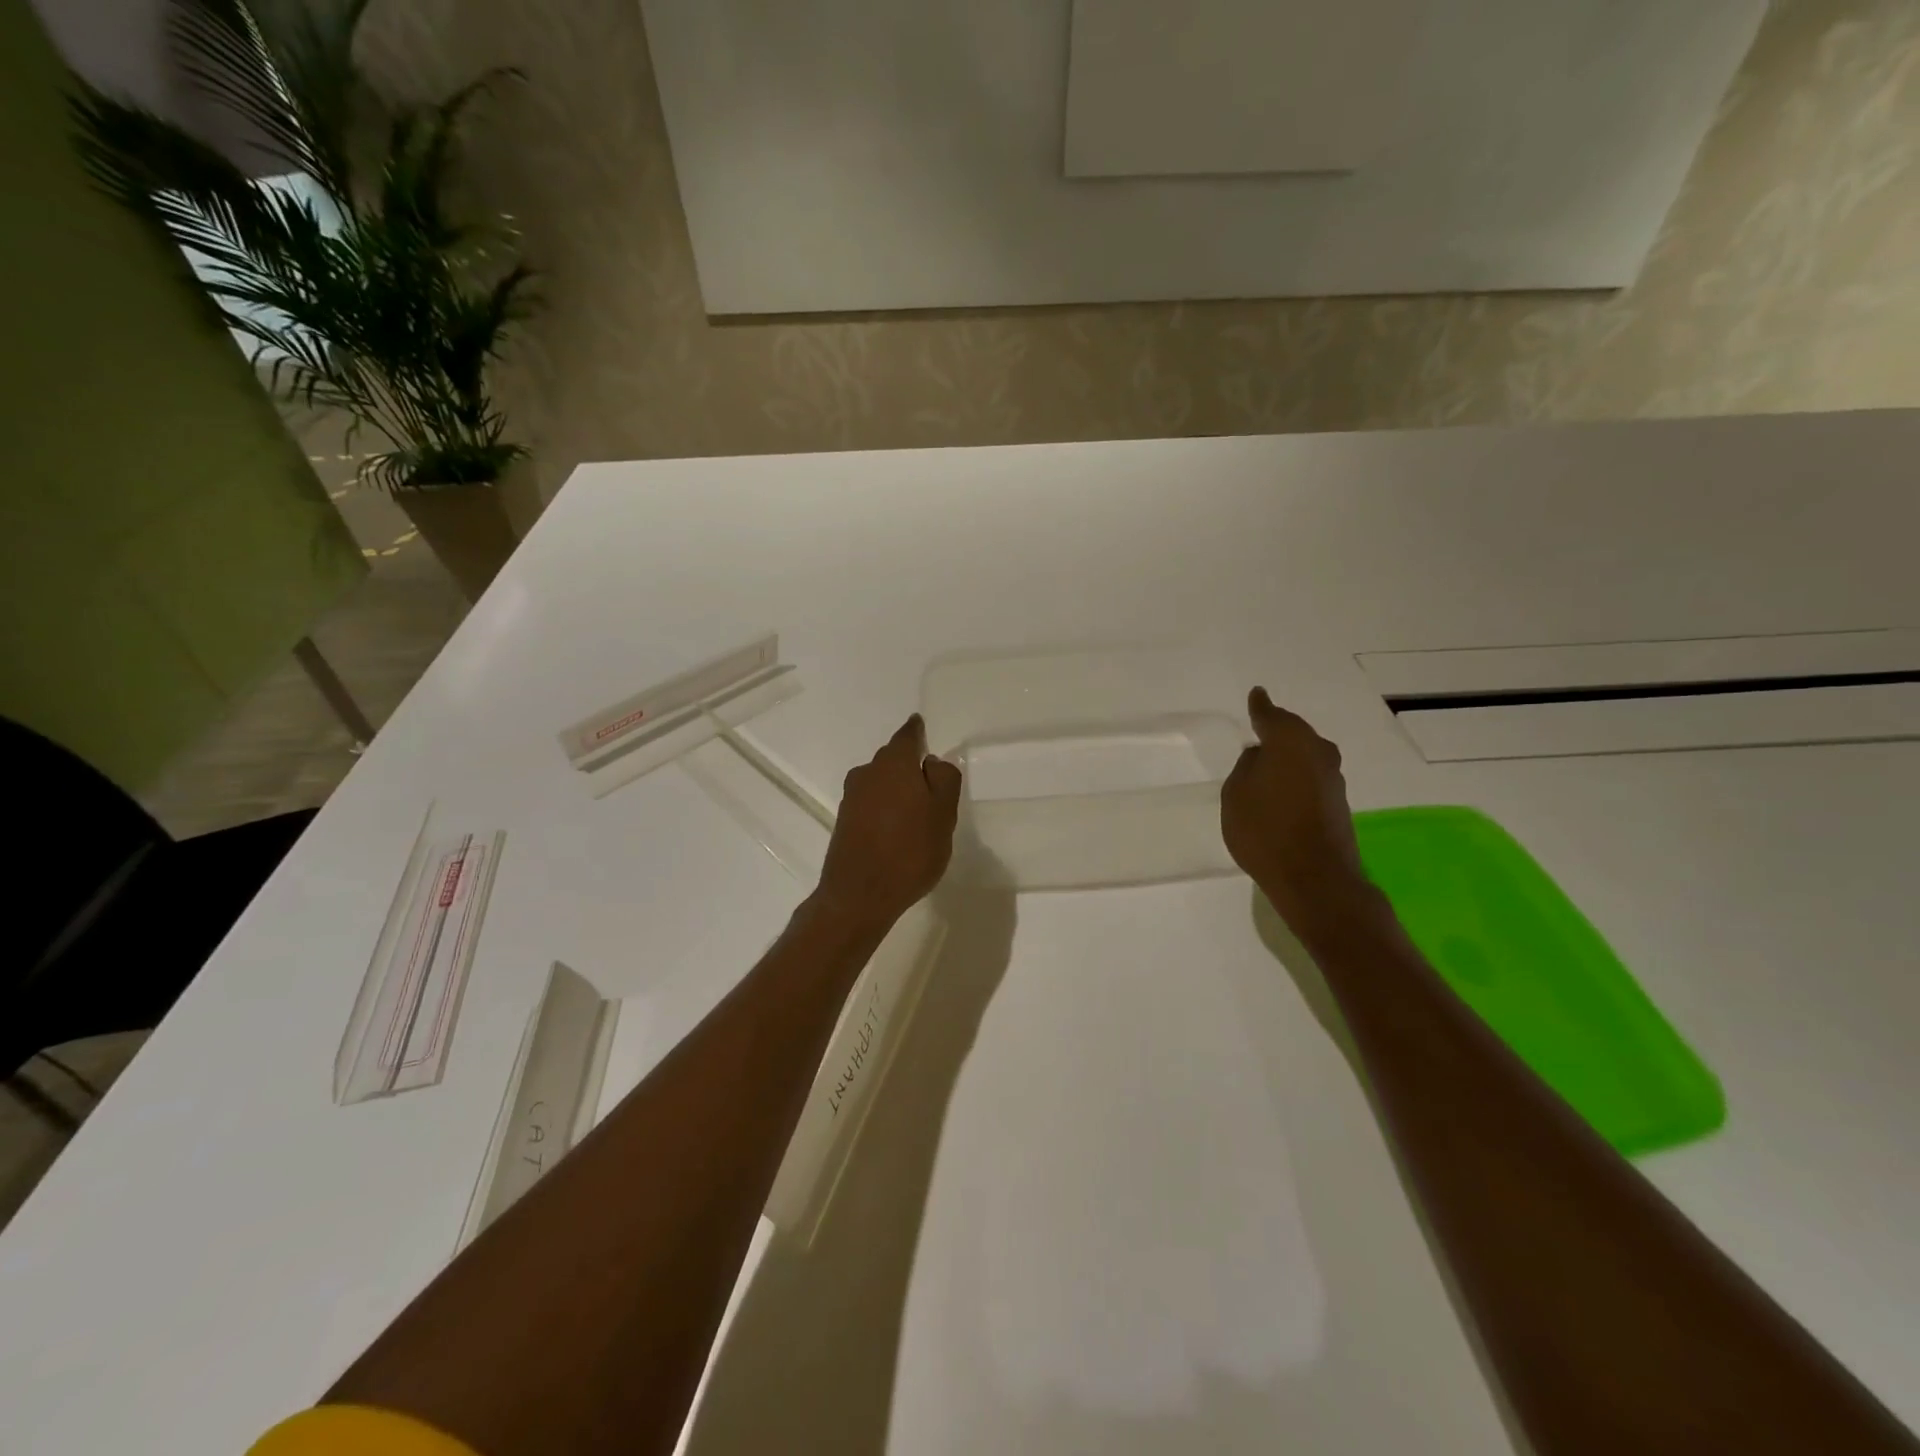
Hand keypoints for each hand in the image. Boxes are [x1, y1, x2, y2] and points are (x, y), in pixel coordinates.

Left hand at [813, 714, 961, 933]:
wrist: (858, 895)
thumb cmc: (910, 851)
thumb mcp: (943, 814)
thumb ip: (944, 780)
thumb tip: (931, 762)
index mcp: (894, 764)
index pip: (908, 736)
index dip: (917, 731)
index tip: (920, 725)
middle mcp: (868, 773)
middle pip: (893, 759)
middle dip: (910, 764)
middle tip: (931, 782)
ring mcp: (852, 797)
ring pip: (881, 782)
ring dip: (897, 789)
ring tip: (917, 811)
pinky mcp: (844, 821)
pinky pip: (871, 803)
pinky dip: (885, 808)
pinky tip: (897, 829)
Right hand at [1222, 688, 1379, 938]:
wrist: (1315, 878)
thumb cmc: (1265, 830)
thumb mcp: (1236, 795)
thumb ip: (1246, 768)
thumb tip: (1261, 756)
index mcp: (1290, 742)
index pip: (1271, 715)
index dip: (1260, 706)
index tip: (1256, 694)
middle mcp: (1317, 753)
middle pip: (1294, 733)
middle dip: (1278, 731)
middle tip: (1259, 731)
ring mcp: (1333, 779)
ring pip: (1306, 755)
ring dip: (1289, 758)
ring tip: (1267, 764)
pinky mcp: (1338, 803)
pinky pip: (1312, 778)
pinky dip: (1297, 778)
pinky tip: (1283, 790)